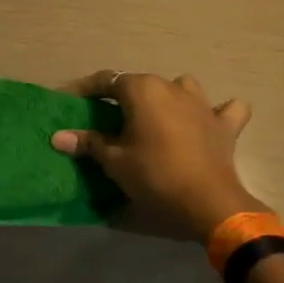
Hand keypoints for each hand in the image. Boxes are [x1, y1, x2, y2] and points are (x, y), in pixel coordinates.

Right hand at [52, 71, 260, 235]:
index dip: (83, 89)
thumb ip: (88, 142)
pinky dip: (216, 112)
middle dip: (121, 97)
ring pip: (181, 87)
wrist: (208, 202)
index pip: (105, 80)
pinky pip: (224, 110)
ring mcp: (202, 104)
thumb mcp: (114, 161)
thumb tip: (58, 136)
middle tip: (105, 117)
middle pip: (140, 84)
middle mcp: (172, 87)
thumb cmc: (155, 175)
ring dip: (167, 97)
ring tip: (155, 117)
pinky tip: (208, 121)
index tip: (67, 100)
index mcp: (143, 89)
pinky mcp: (225, 126)